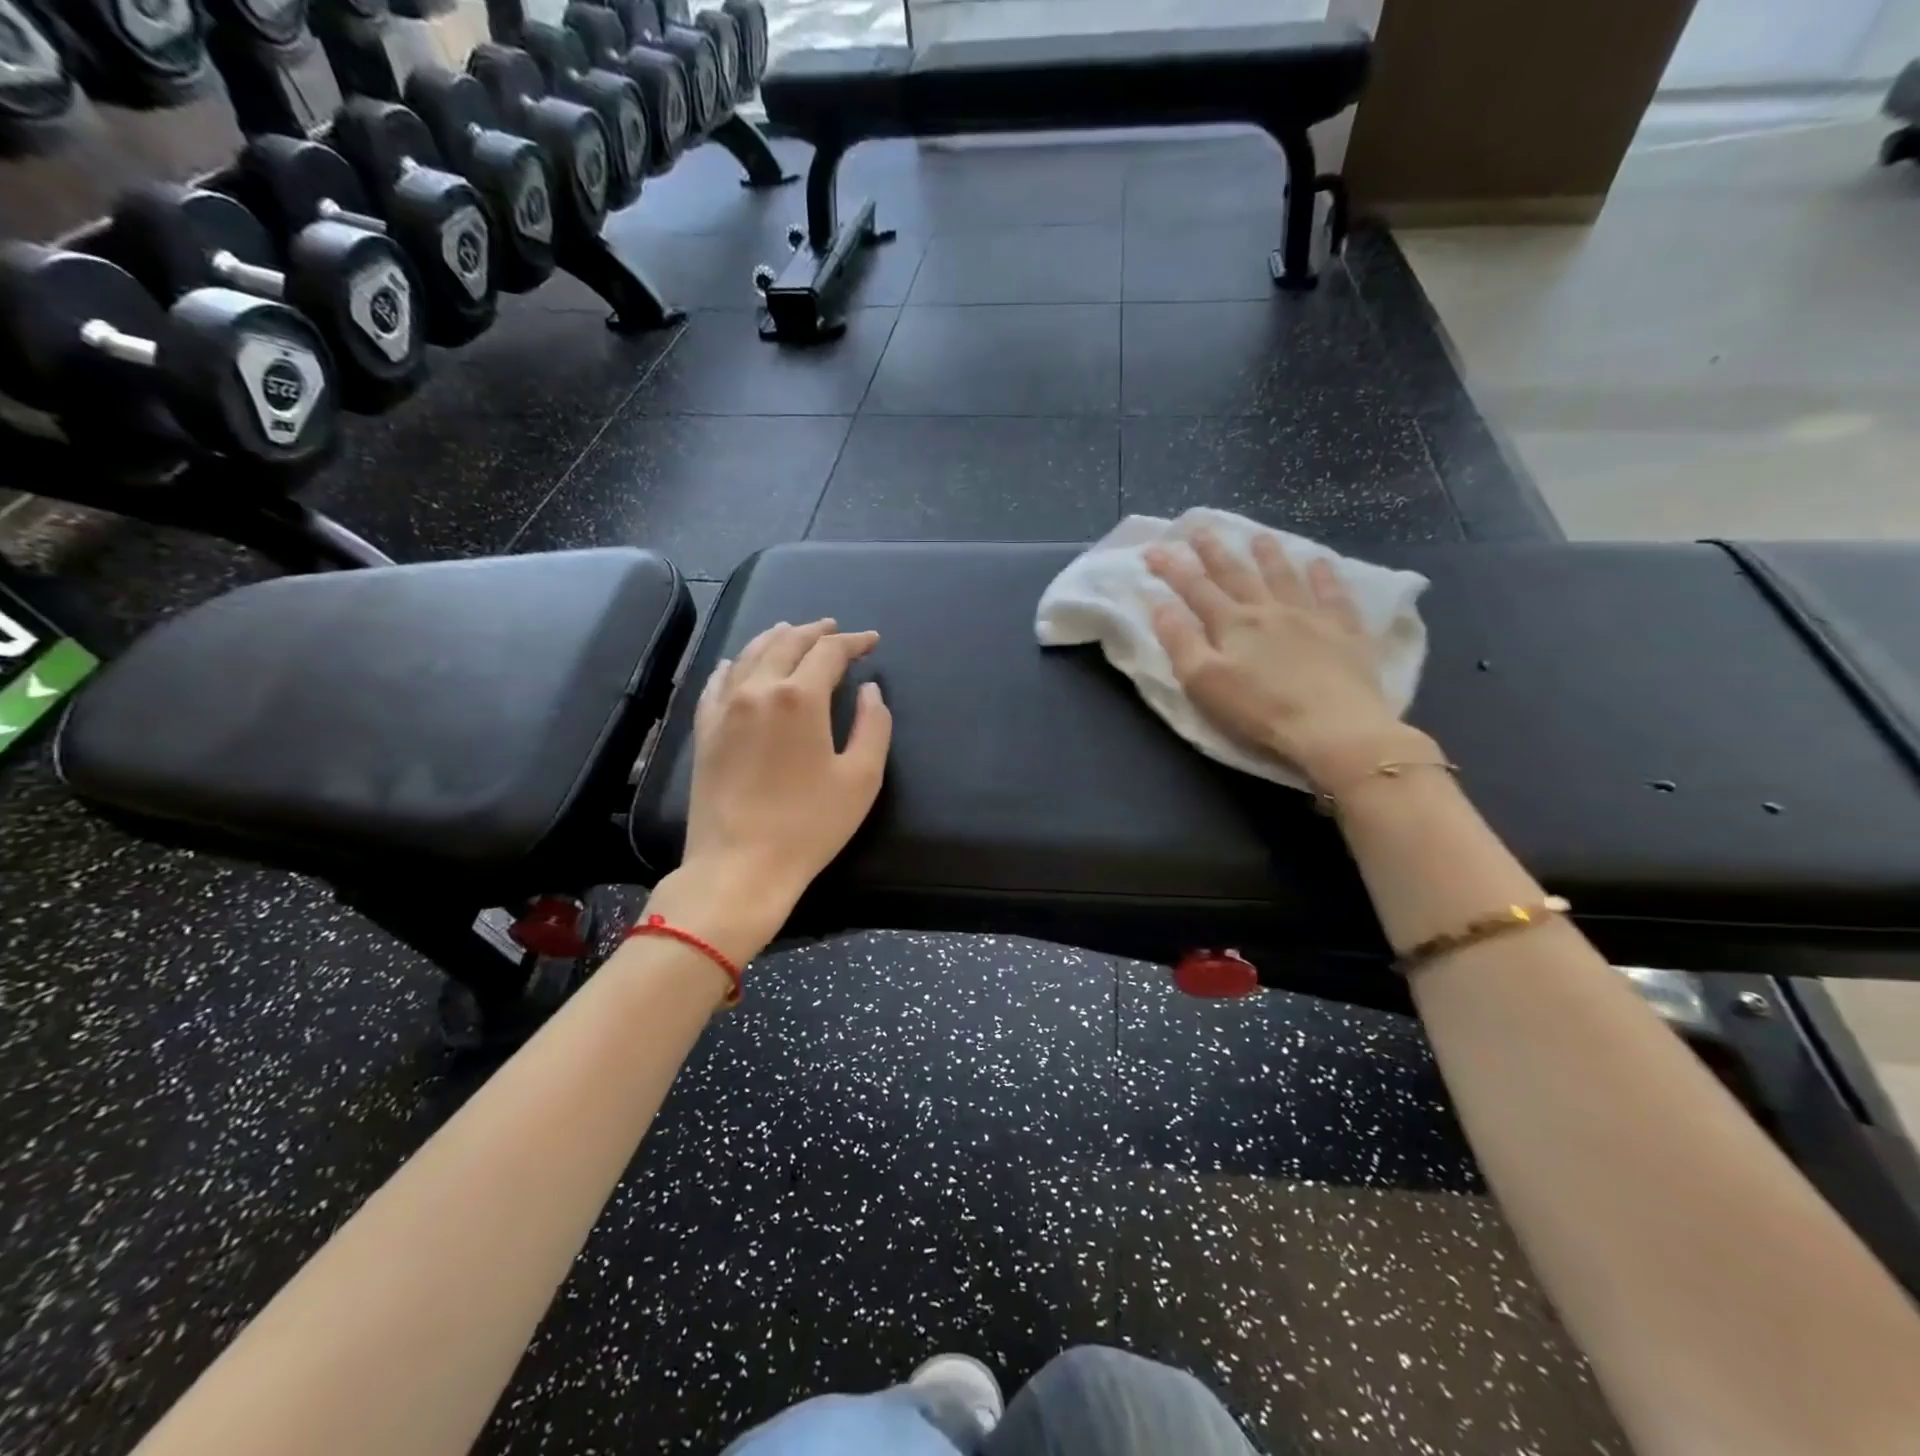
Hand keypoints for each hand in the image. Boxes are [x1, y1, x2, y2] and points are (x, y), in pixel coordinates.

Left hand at [648, 619, 891, 964]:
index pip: (829, 652)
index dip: (854, 642)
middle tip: (835, 630)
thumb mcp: (861, 778)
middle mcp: (758, 689)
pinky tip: (738, 664)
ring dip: (776, 638)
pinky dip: (735, 664)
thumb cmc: (809, 825)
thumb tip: (869, 690)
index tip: (872, 642)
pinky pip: (718, 682)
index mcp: (799, 697)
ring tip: (792, 632)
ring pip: (750, 655)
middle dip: (815, 632)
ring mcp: (725, 708)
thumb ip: (873, 725)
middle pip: (787, 643)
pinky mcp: (705, 730)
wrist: (739, 867)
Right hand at [1145, 530, 1427, 787]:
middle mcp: (1269, 610)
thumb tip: (1159, 605)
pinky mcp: (1345, 633)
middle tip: (1200, 529)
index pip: (1194, 588)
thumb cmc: (1260, 711)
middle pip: (1237, 574)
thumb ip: (1180, 641)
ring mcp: (1311, 617)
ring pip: (1285, 577)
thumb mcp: (1204, 683)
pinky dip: (1324, 576)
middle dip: (1214, 552)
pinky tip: (1320, 563)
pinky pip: (1333, 595)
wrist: (1335, 728)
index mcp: (1232, 624)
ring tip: (1259, 536)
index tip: (1153, 548)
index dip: (1171, 567)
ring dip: (1268, 555)